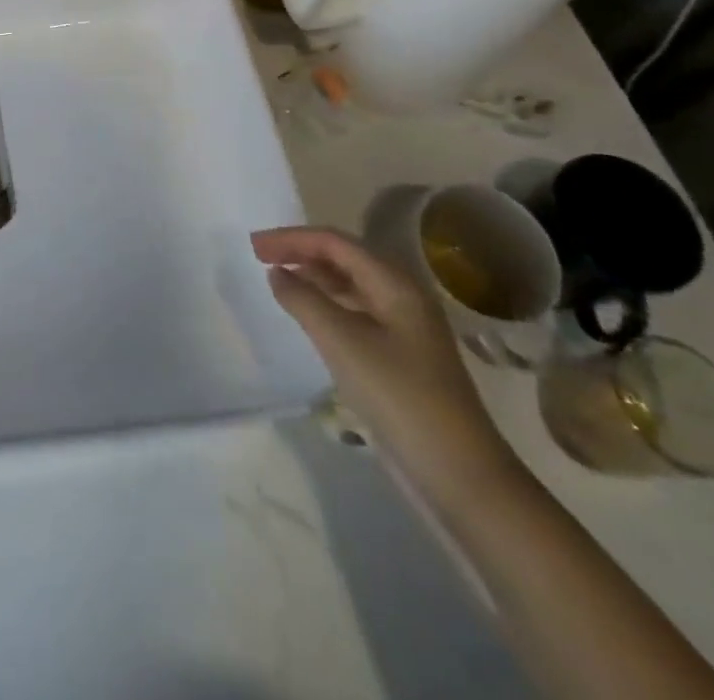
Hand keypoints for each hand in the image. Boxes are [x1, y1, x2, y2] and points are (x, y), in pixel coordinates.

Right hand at [251, 225, 524, 504]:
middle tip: (259, 257)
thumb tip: (277, 273)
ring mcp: (403, 328)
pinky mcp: (399, 356)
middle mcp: (402, 297)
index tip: (254, 247)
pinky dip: (325, 304)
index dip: (292, 238)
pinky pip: (354, 312)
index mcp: (395, 284)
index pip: (335, 243)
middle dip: (301, 251)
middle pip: (344, 258)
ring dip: (312, 277)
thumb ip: (304, 300)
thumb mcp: (342, 342)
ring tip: (277, 280)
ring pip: (349, 285)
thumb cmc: (400, 397)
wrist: (459, 475)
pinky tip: (306, 316)